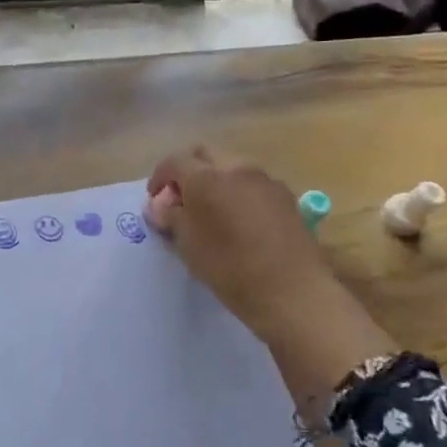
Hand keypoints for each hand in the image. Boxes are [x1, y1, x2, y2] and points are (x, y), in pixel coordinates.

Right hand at [145, 147, 395, 400]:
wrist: (292, 292)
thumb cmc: (229, 268)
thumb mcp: (188, 245)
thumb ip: (170, 217)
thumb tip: (159, 206)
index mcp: (207, 177)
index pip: (174, 162)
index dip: (159, 178)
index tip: (155, 201)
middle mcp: (238, 168)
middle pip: (205, 155)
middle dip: (188, 171)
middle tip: (180, 201)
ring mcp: (267, 181)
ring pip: (232, 167)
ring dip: (215, 181)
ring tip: (209, 213)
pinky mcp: (286, 198)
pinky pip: (253, 185)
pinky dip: (238, 194)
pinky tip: (238, 222)